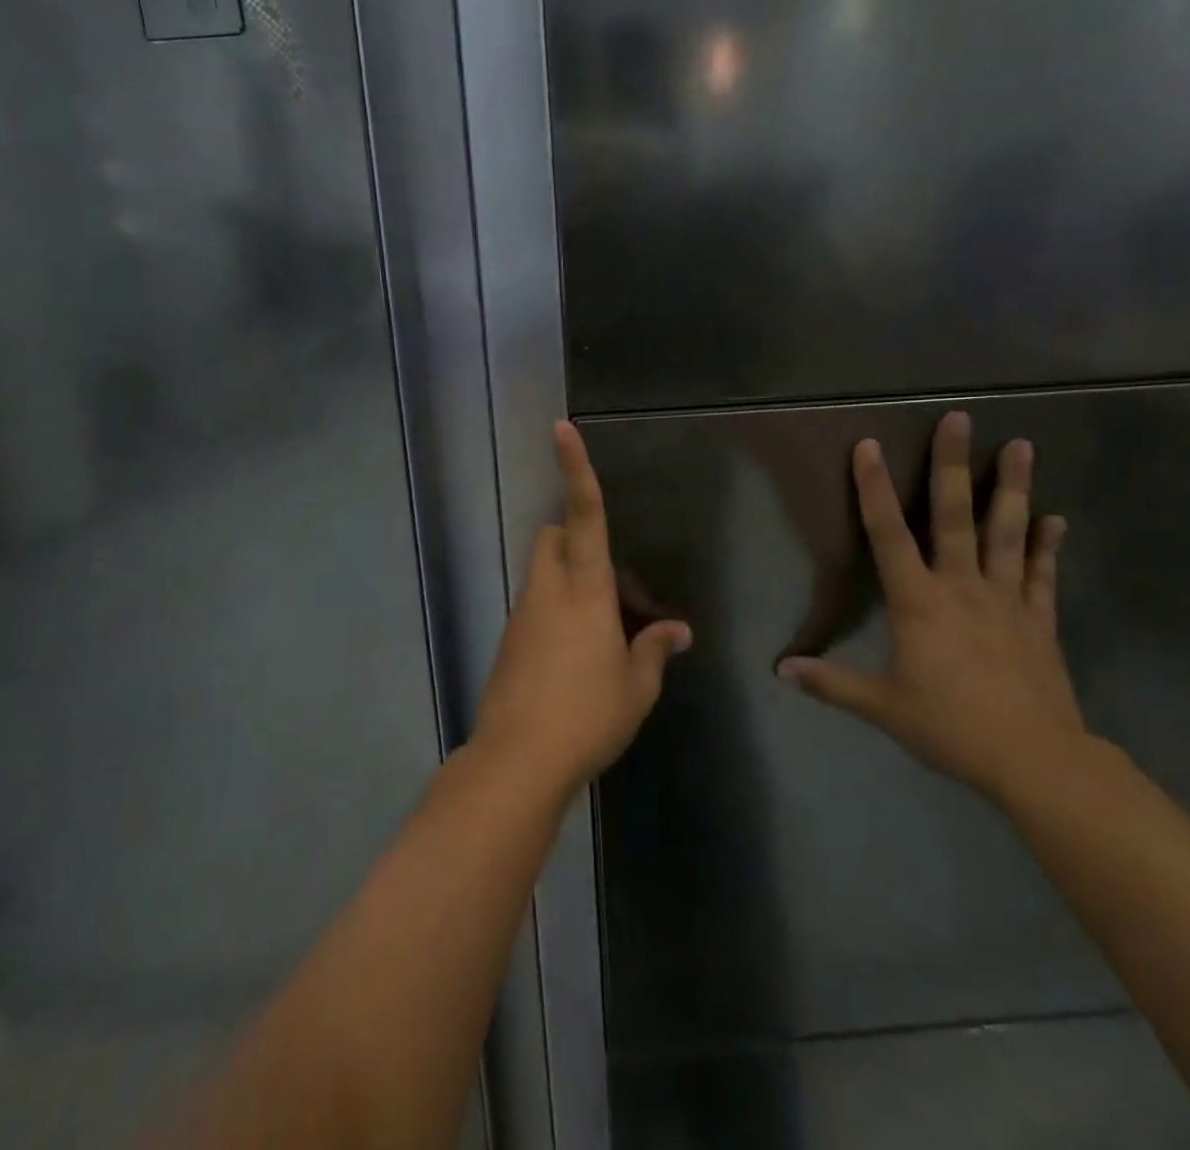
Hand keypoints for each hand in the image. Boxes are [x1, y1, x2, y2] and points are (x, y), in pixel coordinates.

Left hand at [471, 421, 692, 797]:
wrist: (517, 761)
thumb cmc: (587, 716)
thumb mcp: (636, 687)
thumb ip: (656, 651)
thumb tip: (679, 632)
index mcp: (585, 590)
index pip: (583, 514)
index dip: (576, 469)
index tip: (562, 429)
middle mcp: (548, 591)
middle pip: (552, 536)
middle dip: (574, 537)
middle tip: (615, 587)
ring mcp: (523, 615)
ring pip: (544, 574)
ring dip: (571, 583)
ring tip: (607, 637)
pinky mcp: (509, 641)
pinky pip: (536, 608)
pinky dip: (558, 614)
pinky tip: (580, 661)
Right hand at [778, 411, 1083, 800]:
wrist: (1034, 759)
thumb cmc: (949, 726)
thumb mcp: (881, 706)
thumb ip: (830, 682)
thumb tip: (779, 669)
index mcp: (918, 602)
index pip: (888, 534)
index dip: (873, 489)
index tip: (869, 445)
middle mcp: (962, 586)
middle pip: (955, 516)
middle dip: (954, 465)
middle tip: (962, 419)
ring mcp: (1006, 599)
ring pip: (1008, 532)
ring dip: (1013, 488)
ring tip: (1022, 445)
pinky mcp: (1040, 620)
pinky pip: (1043, 574)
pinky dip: (1048, 545)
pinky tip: (1056, 518)